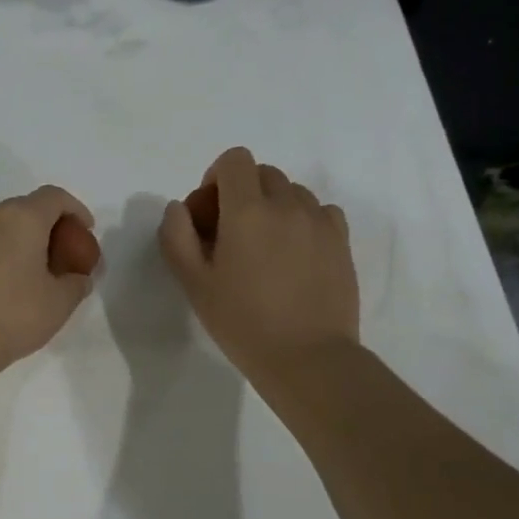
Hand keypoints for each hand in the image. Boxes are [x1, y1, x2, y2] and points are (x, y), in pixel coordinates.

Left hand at [0, 186, 95, 381]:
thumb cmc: (12, 316)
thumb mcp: (59, 303)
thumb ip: (77, 283)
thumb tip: (79, 278)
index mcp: (22, 219)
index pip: (54, 197)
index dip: (75, 210)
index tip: (86, 233)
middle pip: (27, 208)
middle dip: (50, 226)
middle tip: (63, 255)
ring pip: (2, 227)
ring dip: (23, 241)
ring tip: (36, 272)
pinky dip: (1, 254)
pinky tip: (6, 284)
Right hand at [160, 147, 358, 381]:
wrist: (307, 357)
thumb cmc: (242, 321)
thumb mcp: (193, 283)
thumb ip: (177, 237)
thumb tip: (179, 208)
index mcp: (247, 211)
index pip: (235, 160)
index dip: (216, 177)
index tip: (210, 211)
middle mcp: (288, 205)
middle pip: (264, 173)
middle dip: (242, 192)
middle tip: (231, 234)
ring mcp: (320, 222)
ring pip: (293, 192)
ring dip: (273, 206)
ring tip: (264, 248)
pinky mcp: (342, 242)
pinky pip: (320, 211)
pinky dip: (303, 220)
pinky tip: (294, 254)